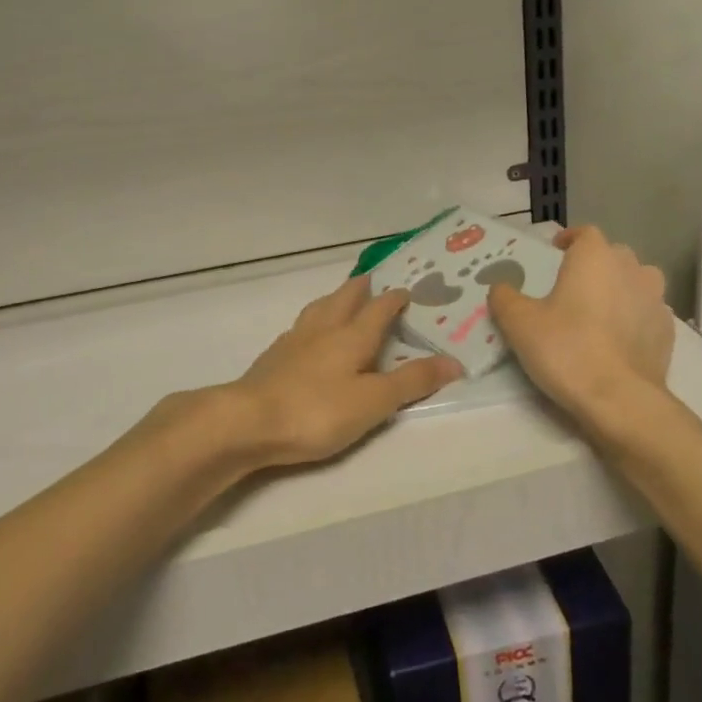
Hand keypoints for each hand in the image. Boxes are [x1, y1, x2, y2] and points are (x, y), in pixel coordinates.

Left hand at [222, 276, 461, 468]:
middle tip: (372, 280)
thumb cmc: (317, 411)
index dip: (394, 299)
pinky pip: (299, 328)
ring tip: (339, 298)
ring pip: (318, 309)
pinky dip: (311, 323)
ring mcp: (293, 341)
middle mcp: (323, 329)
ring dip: (333, 299)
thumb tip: (454, 361)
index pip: (378, 309)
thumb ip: (412, 381)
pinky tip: (306, 335)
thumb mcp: (374, 401)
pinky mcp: (272, 358)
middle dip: (361, 289)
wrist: (247, 421)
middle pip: (344, 298)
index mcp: (352, 336)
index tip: (406, 291)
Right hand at [488, 226, 673, 432]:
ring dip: (620, 288)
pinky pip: (648, 313)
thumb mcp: (519, 323)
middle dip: (594, 264)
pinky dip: (634, 317)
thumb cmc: (566, 349)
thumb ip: (505, 298)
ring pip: (637, 281)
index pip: (585, 233)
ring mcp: (655, 299)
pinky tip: (619, 339)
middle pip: (612, 255)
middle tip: (572, 286)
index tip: (556, 252)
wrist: (620, 399)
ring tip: (600, 310)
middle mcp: (631, 268)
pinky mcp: (668, 330)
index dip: (570, 239)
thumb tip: (501, 288)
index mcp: (595, 257)